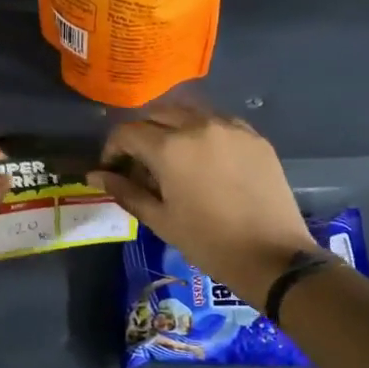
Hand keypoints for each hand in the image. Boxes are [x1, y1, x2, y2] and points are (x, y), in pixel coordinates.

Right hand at [89, 106, 314, 305]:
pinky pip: (217, 121)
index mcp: (170, 147)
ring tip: (172, 157)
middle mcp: (198, 125)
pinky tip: (204, 157)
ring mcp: (229, 127)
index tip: (113, 169)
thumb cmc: (208, 242)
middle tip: (140, 163)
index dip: (113, 149)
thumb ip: (125, 191)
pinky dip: (202, 131)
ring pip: (188, 112)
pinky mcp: (253, 135)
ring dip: (171, 127)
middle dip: (141, 134)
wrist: (273, 255)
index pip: (127, 132)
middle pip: (156, 114)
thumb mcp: (160, 220)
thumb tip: (95, 175)